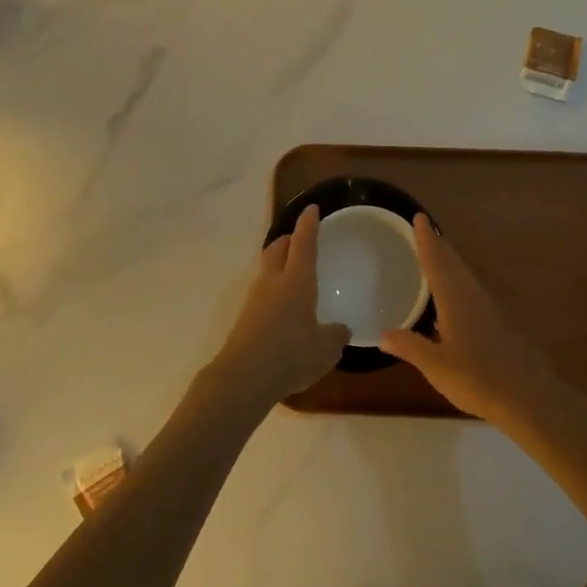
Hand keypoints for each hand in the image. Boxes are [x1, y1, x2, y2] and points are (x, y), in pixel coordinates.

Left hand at [209, 206, 350, 408]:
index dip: (308, 225)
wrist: (244, 377)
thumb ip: (335, 336)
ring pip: (266, 269)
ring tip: (290, 272)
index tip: (311, 209)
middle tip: (298, 239)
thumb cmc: (291, 354)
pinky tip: (281, 307)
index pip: (303, 243)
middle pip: (276, 249)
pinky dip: (271, 289)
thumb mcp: (325, 349)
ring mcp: (254, 299)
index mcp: (296, 281)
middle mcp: (273, 282)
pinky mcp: (244, 318)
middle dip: (287, 240)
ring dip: (277, 263)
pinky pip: (261, 292)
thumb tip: (342, 329)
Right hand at [378, 216, 567, 426]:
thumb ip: (410, 347)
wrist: (529, 397)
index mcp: (455, 299)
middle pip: (453, 263)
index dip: (426, 240)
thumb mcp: (437, 366)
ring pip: (464, 275)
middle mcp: (472, 296)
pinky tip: (454, 296)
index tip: (419, 217)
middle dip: (438, 245)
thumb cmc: (478, 378)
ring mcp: (488, 309)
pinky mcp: (498, 323)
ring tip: (436, 255)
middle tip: (424, 229)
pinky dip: (458, 281)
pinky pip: (471, 290)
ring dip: (449, 261)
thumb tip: (383, 334)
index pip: (436, 262)